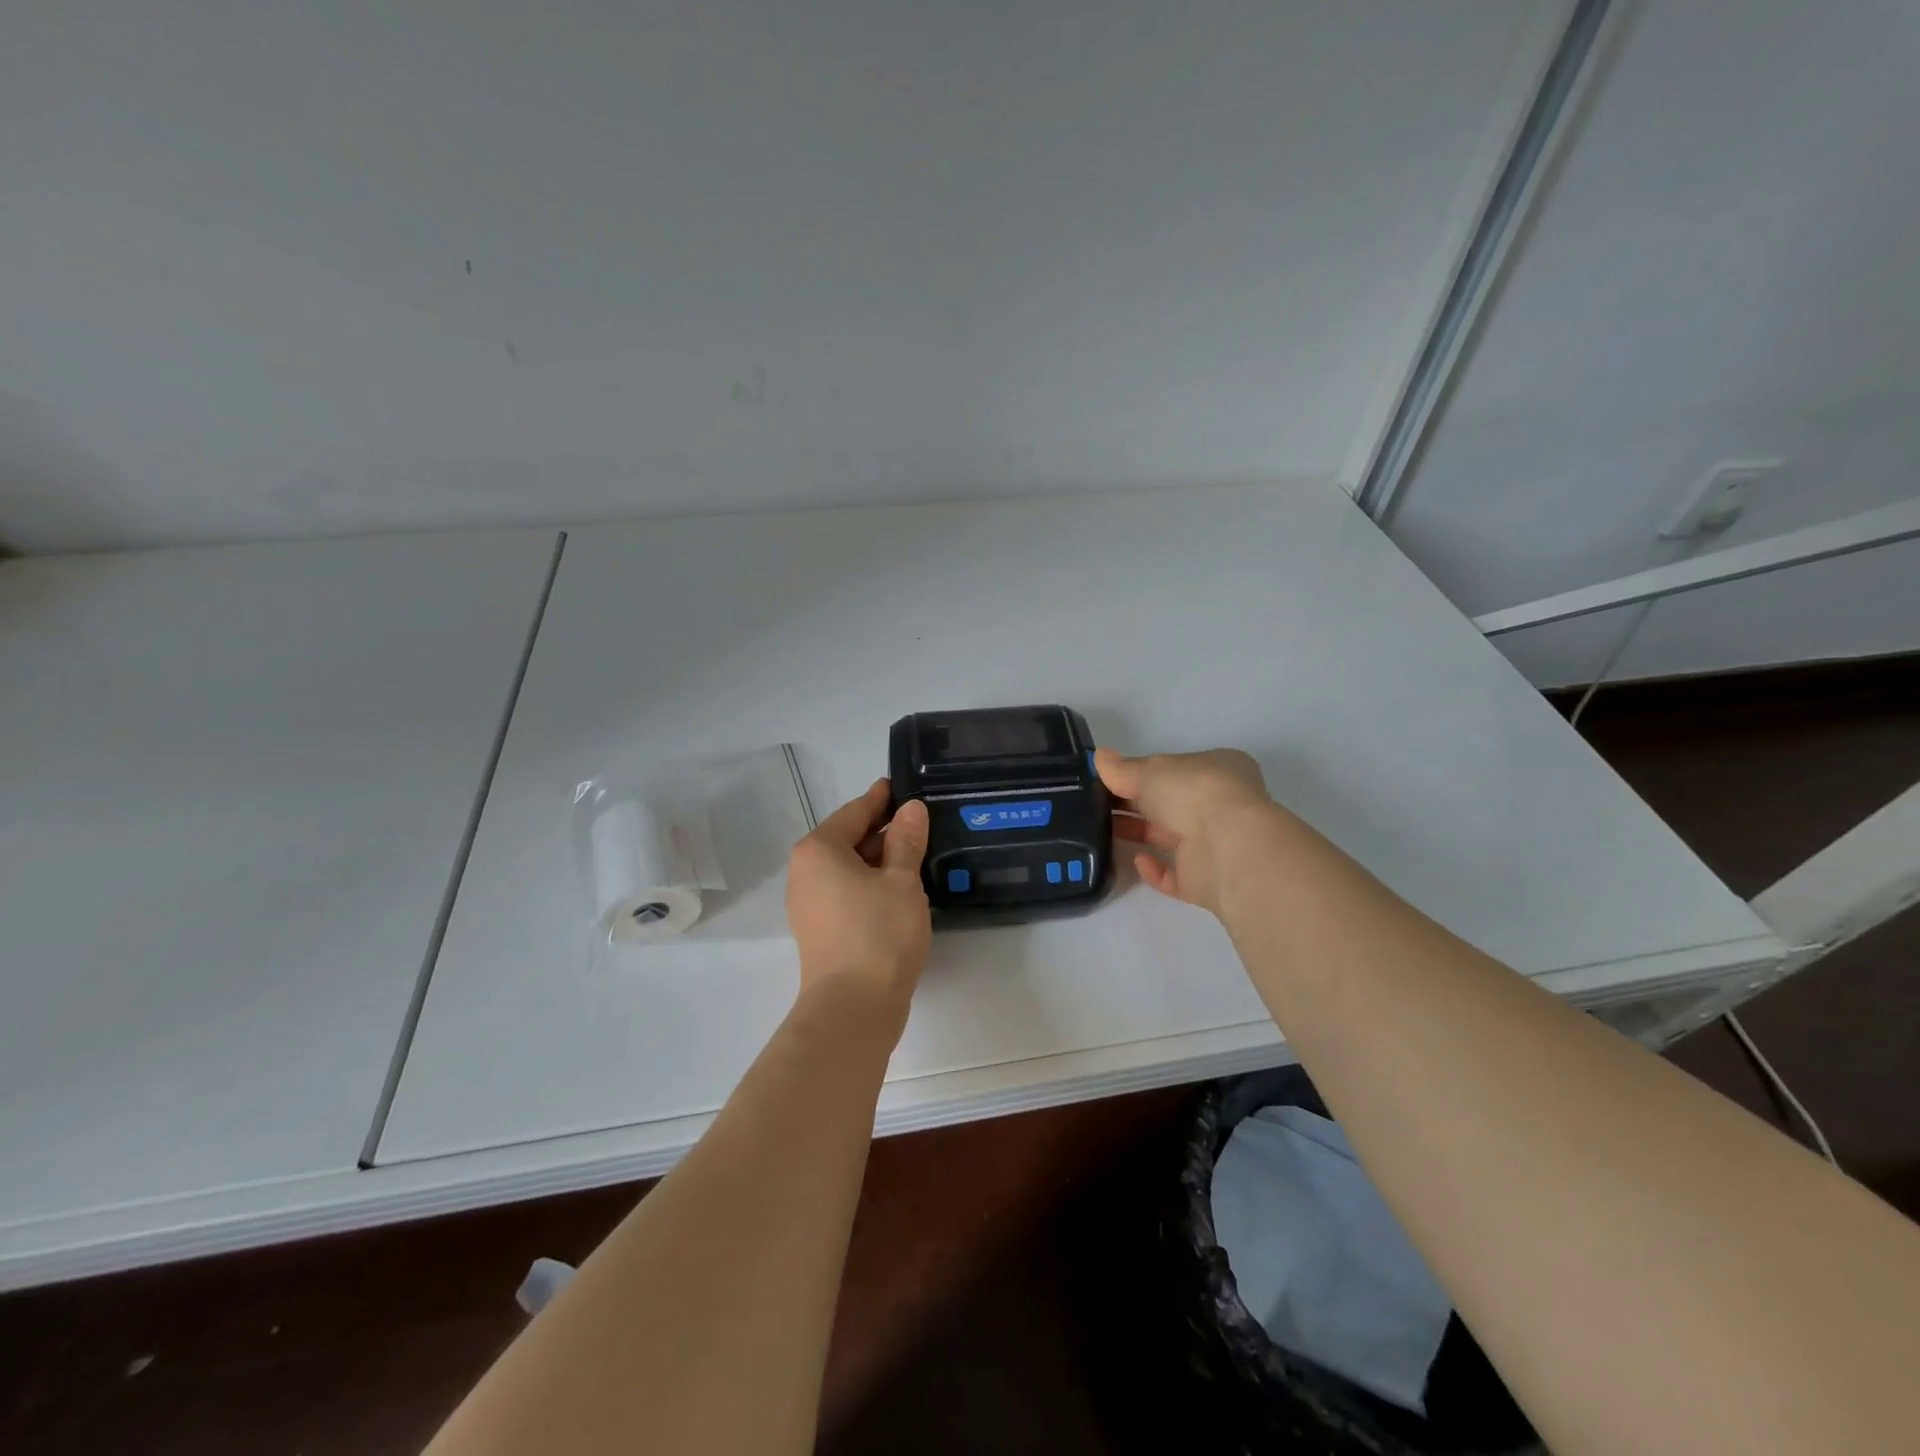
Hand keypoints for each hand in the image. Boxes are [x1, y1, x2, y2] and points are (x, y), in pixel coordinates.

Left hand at [785, 780, 931, 1014]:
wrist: (854, 1008)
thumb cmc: (878, 933)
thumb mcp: (901, 880)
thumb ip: (906, 840)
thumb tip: (911, 809)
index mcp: (819, 850)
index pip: (854, 812)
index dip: (880, 798)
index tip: (901, 786)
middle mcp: (805, 871)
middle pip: (848, 839)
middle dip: (883, 830)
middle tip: (919, 820)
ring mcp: (809, 903)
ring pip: (848, 868)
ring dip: (879, 859)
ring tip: (916, 851)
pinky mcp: (820, 929)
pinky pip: (847, 891)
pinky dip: (870, 883)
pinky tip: (899, 887)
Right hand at [1094, 747, 1279, 914]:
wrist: (1226, 847)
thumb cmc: (1193, 792)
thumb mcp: (1150, 770)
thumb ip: (1122, 768)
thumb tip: (1098, 757)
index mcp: (1217, 769)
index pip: (1176, 769)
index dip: (1144, 772)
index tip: (1111, 778)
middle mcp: (1219, 805)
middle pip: (1170, 803)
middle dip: (1135, 803)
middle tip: (1095, 804)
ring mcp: (1215, 844)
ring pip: (1170, 837)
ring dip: (1139, 833)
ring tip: (1101, 830)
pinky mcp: (1205, 880)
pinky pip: (1174, 874)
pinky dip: (1153, 869)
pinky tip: (1137, 860)